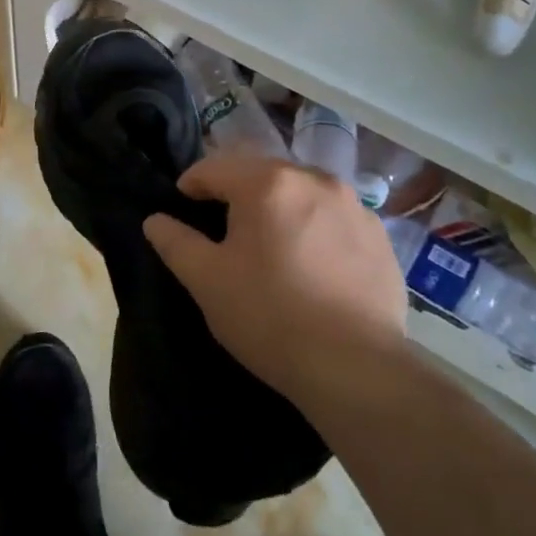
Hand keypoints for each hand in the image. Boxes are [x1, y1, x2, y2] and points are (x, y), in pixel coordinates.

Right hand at [142, 154, 406, 406]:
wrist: (356, 368)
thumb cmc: (269, 316)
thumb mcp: (206, 280)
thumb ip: (175, 242)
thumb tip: (154, 220)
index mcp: (267, 182)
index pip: (215, 167)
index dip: (191, 185)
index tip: (182, 209)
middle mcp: (315, 180)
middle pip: (261, 173)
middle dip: (237, 194)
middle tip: (224, 231)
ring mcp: (355, 207)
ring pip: (301, 193)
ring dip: (279, 208)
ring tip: (270, 246)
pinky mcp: (380, 237)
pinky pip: (334, 219)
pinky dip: (315, 229)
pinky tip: (312, 266)